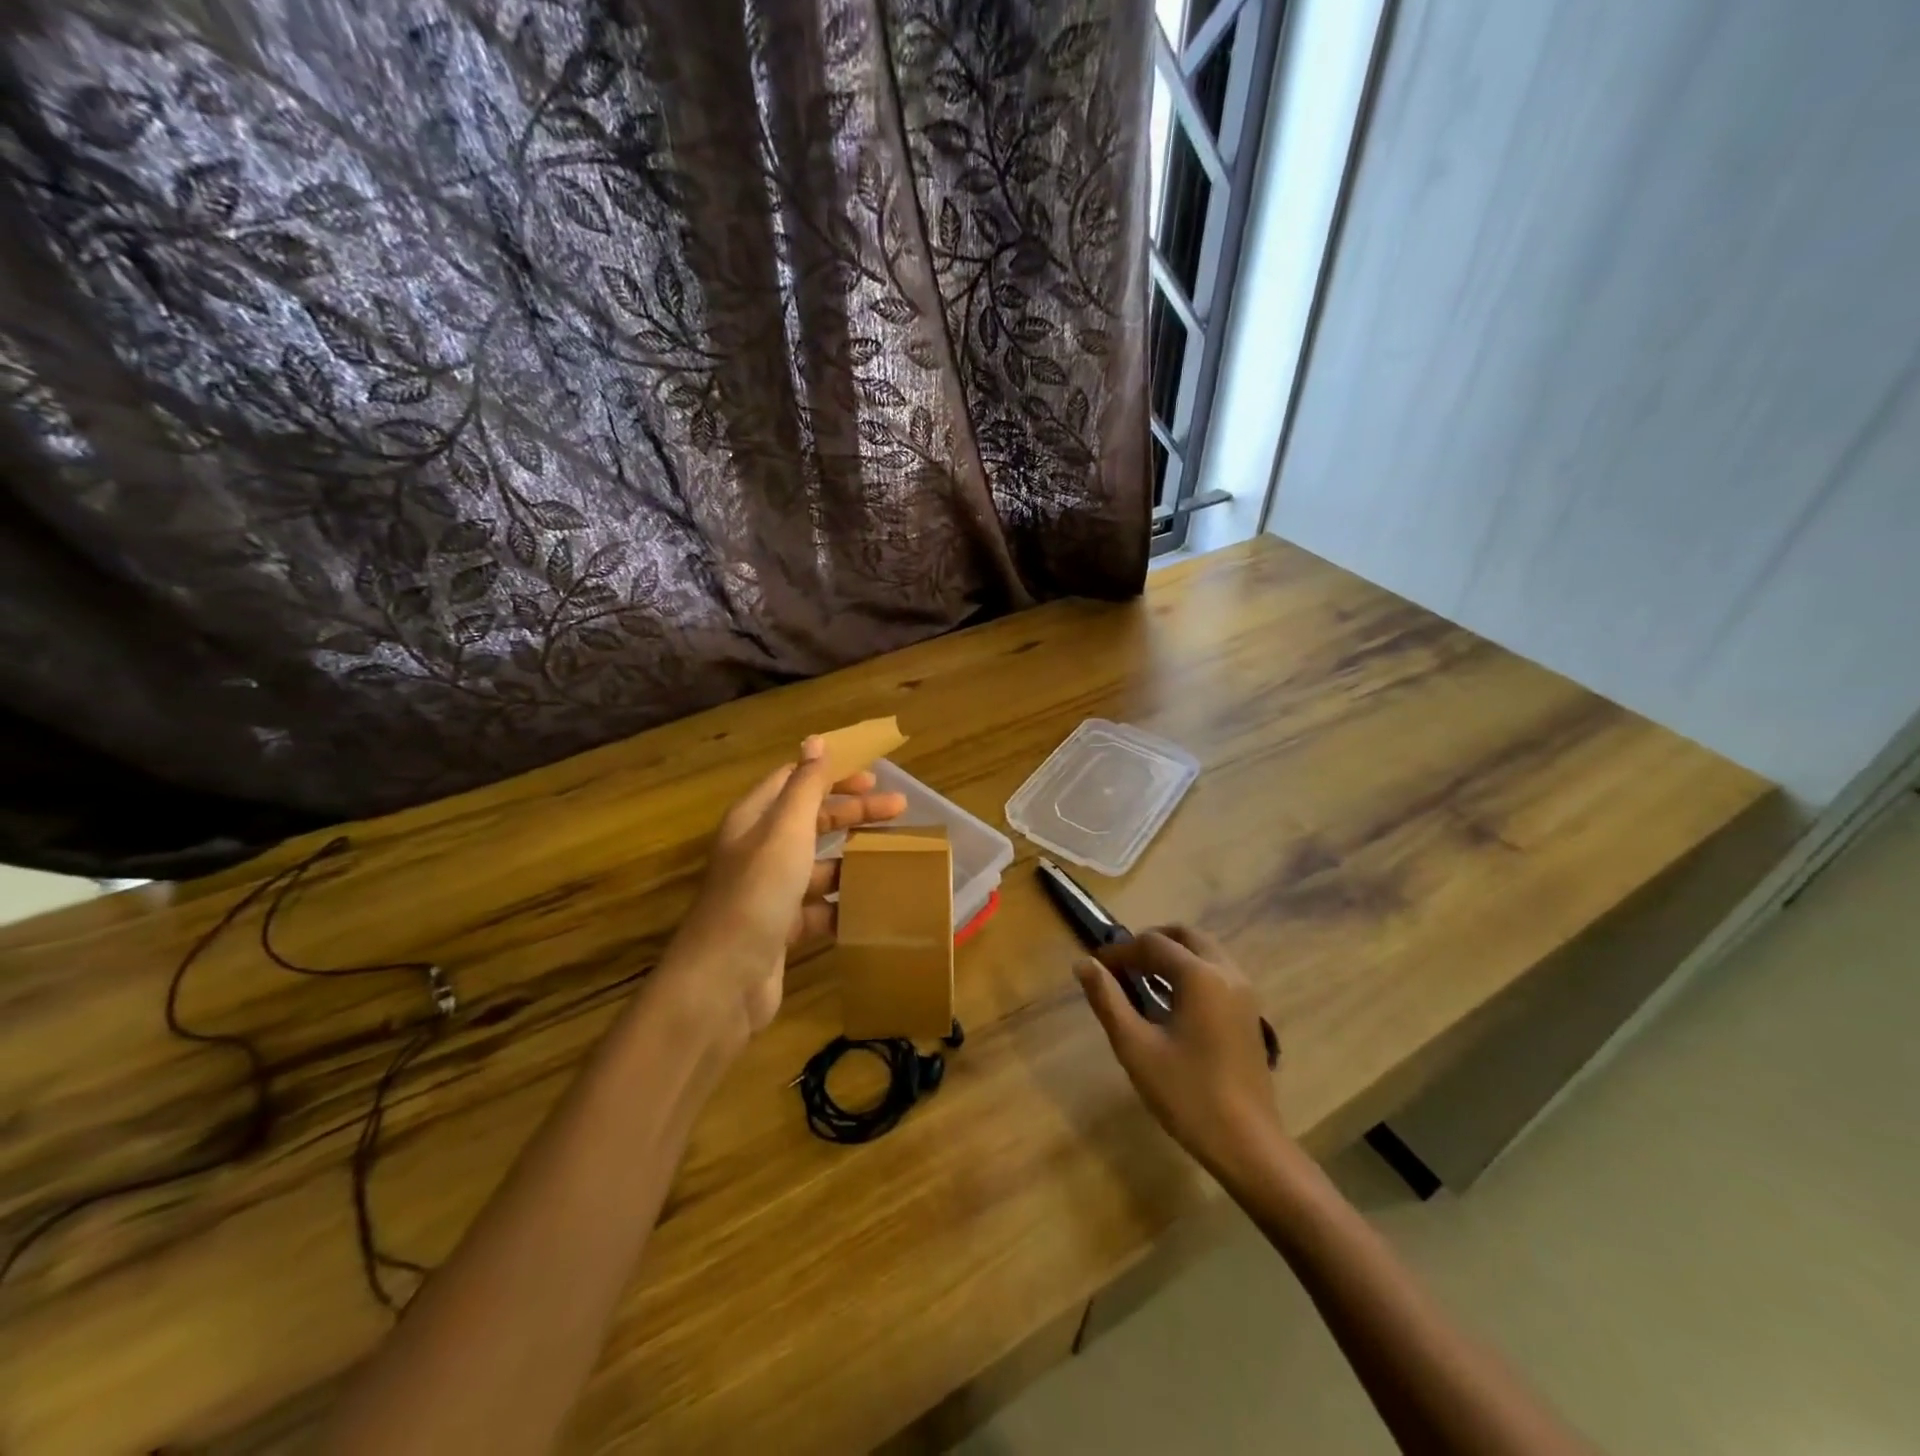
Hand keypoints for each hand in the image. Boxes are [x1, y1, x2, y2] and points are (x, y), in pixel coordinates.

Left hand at [657, 737, 906, 1050]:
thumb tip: (815, 740)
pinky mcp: (781, 929)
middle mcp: (759, 850)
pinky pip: (820, 907)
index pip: (795, 782)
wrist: (725, 980)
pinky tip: (874, 905)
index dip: (832, 775)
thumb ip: (804, 786)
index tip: (875, 778)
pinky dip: (844, 904)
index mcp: (755, 819)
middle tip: (899, 811)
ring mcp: (770, 892)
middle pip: (812, 821)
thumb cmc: (758, 893)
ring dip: (854, 859)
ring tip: (895, 860)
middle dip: (854, 813)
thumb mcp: (786, 831)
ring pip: (819, 865)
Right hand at [1075, 926, 1289, 1179]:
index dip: (1120, 952)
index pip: (1152, 944)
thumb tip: (1084, 964)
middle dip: (1149, 944)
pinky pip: (1217, 971)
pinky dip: (1190, 971)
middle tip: (1122, 968)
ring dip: (1171, 955)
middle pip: (1184, 936)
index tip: (1096, 968)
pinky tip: (1170, 1002)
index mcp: (1200, 976)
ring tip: (1142, 982)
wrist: (1248, 1144)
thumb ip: (1108, 1000)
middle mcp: (1227, 972)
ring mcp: (1244, 991)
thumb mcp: (1136, 1047)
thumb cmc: (1187, 1094)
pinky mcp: (1250, 1011)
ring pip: (1203, 951)